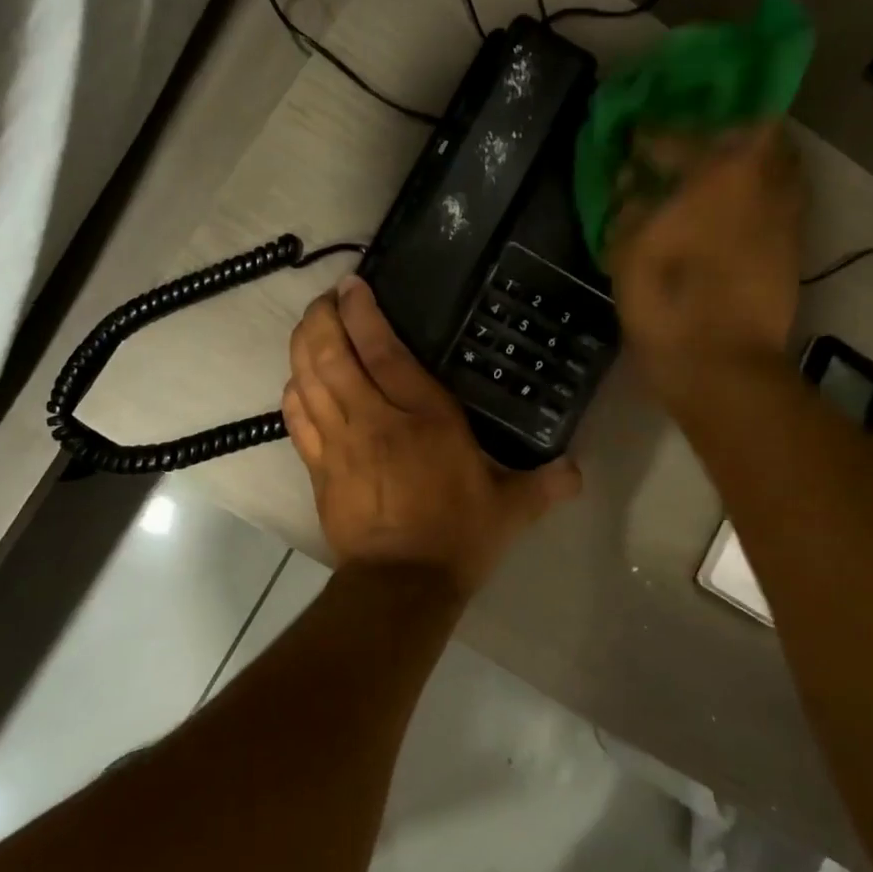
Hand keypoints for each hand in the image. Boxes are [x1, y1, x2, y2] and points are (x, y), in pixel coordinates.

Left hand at [283, 277, 581, 597]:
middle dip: (322, 320)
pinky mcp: (318, 469)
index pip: (383, 351)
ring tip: (308, 326)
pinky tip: (295, 381)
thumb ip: (546, 484)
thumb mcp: (511, 508)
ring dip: (302, 347)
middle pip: (332, 356)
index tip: (351, 286)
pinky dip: (293, 394)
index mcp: (424, 418)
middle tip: (325, 301)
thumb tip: (580, 472)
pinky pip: (295, 420)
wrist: (402, 585)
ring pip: (308, 381)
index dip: (362, 313)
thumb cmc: (458, 537)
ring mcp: (339, 444)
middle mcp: (374, 420)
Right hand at [607, 123, 803, 400]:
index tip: (635, 141)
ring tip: (712, 183)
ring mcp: (785, 214)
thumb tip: (633, 184)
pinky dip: (755, 198)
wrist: (719, 363)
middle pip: (752, 135)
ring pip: (775, 167)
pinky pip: (778, 202)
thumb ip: (630, 206)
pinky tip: (726, 216)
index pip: (681, 137)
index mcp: (720, 173)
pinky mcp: (792, 247)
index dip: (653, 138)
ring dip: (745, 167)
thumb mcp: (628, 250)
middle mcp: (764, 181)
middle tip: (689, 155)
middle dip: (719, 139)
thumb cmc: (666, 300)